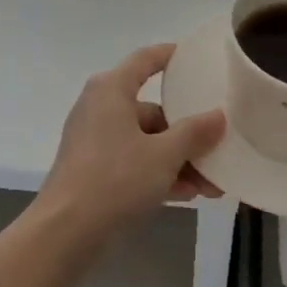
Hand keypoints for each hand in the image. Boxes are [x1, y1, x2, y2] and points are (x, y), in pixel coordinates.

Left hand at [37, 44, 226, 238]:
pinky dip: (158, 173)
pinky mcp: (92, 168)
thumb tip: (218, 116)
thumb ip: (194, 133)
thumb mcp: (164, 155)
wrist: (66, 230)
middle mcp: (100, 106)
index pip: (145, 60)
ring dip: (178, 160)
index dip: (171, 56)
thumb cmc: (116, 178)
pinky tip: (187, 194)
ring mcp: (94, 138)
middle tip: (219, 149)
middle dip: (188, 134)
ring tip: (212, 186)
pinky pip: (133, 161)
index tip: (196, 58)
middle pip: (152, 110)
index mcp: (111, 89)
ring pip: (146, 141)